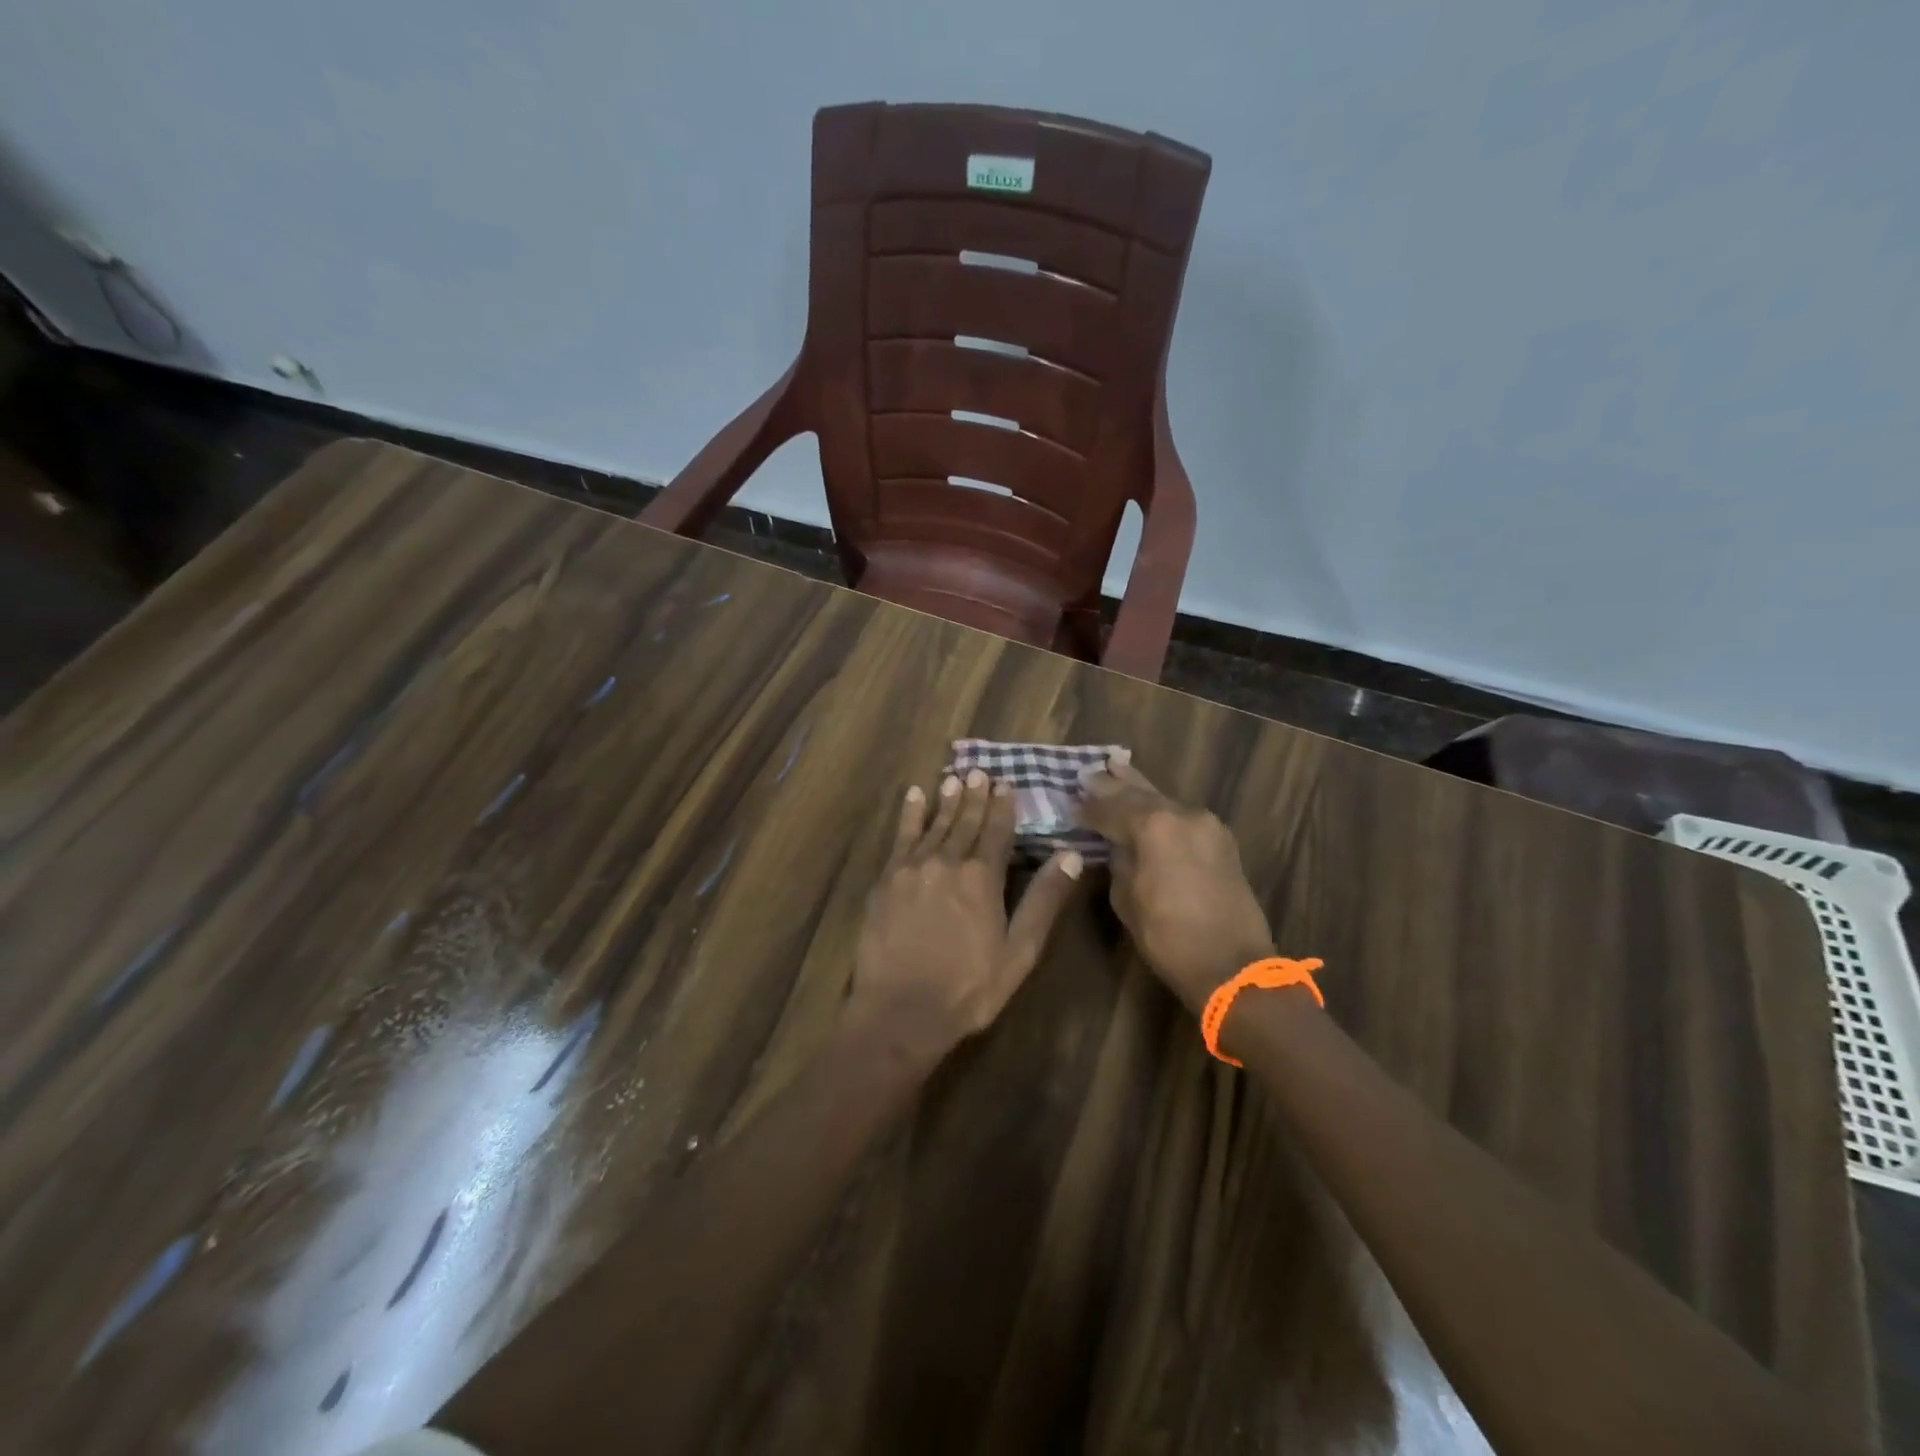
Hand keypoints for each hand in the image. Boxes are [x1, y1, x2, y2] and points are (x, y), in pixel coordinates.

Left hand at [852, 770, 1083, 1058]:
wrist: (900, 1011)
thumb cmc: (968, 988)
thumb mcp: (1019, 951)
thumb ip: (1043, 900)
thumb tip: (1071, 856)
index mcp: (982, 878)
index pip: (996, 832)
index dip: (1003, 808)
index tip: (1006, 785)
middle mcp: (947, 862)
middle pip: (964, 822)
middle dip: (975, 796)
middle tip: (981, 772)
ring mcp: (912, 869)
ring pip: (934, 824)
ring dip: (946, 800)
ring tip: (955, 778)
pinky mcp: (886, 880)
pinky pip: (900, 837)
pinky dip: (909, 815)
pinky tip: (914, 796)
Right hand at [1078, 752, 1275, 1012]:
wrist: (1233, 966)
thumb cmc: (1168, 937)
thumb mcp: (1126, 899)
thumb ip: (1118, 861)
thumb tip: (1115, 845)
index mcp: (1153, 826)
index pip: (1109, 808)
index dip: (1087, 807)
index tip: (1070, 803)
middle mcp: (1181, 814)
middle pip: (1138, 793)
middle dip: (1112, 784)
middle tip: (1089, 772)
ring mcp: (1206, 824)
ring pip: (1163, 800)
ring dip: (1138, 790)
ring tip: (1116, 769)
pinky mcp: (1221, 840)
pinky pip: (1182, 815)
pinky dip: (1161, 810)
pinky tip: (1148, 805)